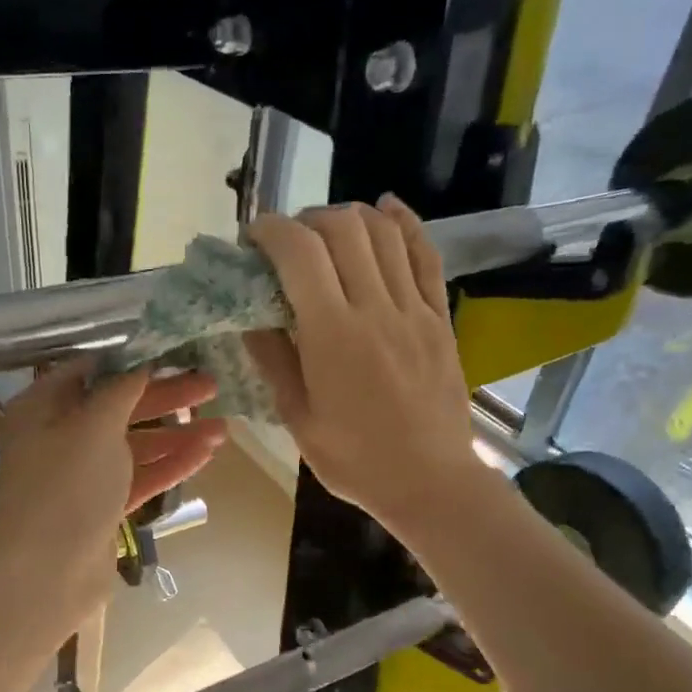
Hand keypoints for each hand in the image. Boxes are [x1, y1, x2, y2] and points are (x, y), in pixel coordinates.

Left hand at [0, 361, 225, 631]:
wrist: (48, 575)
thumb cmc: (66, 488)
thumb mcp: (94, 426)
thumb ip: (121, 390)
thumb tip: (140, 365)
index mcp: (42, 408)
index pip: (90, 371)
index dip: (132, 360)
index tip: (173, 353)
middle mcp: (59, 437)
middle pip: (119, 407)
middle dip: (165, 397)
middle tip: (211, 386)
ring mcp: (81, 475)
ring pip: (134, 445)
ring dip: (176, 434)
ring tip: (223, 428)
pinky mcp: (101, 507)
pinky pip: (139, 477)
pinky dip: (170, 464)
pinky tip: (205, 453)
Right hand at [244, 197, 486, 537]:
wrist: (430, 482)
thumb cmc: (355, 460)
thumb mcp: (298, 418)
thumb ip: (274, 360)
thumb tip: (251, 317)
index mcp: (333, 335)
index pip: (299, 253)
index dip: (271, 231)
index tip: (253, 240)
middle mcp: (375, 308)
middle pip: (342, 229)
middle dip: (305, 221)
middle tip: (287, 244)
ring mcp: (414, 309)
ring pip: (383, 233)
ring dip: (348, 218)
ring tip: (326, 232)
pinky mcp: (440, 316)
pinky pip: (425, 254)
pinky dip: (404, 223)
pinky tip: (386, 209)